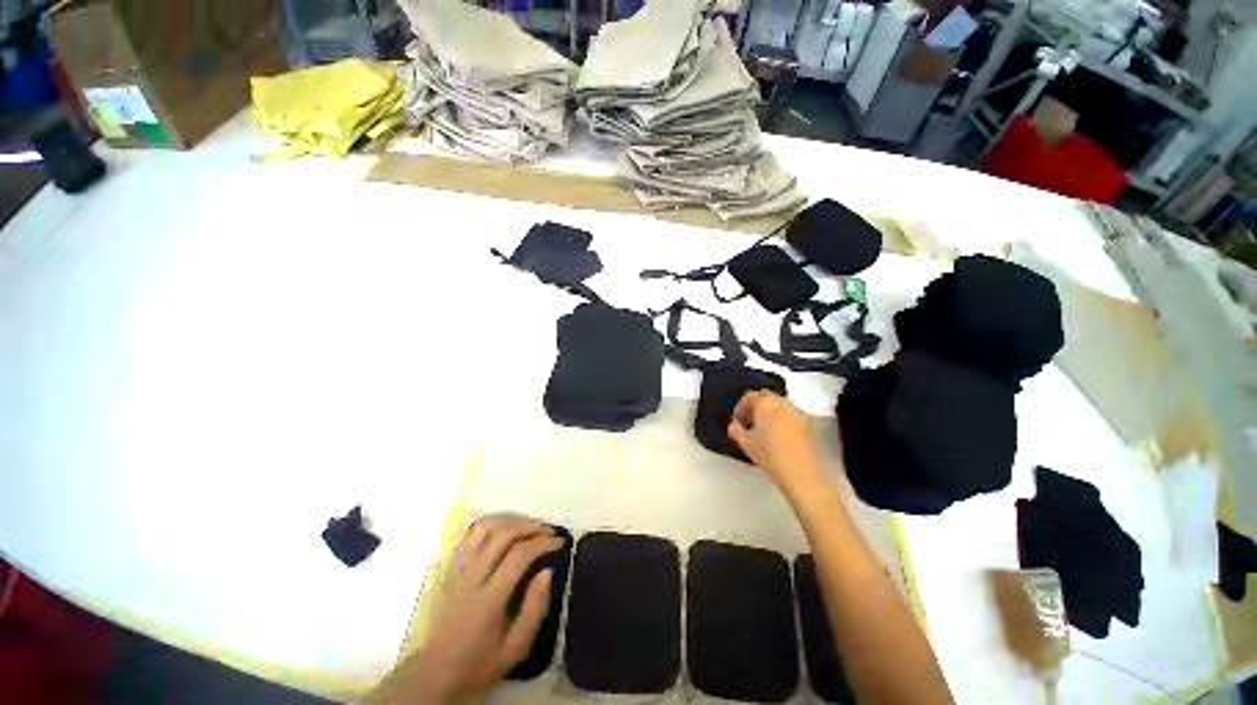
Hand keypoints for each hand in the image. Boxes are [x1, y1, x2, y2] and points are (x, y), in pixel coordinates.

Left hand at [374, 514, 561, 704]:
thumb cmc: (480, 663)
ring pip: (484, 526)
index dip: (543, 543)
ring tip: (529, 526)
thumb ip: (534, 609)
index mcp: (487, 601)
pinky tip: (505, 529)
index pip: (519, 555)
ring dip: (511, 519)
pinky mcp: (448, 567)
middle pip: (502, 533)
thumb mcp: (516, 648)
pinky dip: (492, 523)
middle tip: (548, 531)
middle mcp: (469, 579)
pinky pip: (469, 533)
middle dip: (531, 526)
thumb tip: (547, 571)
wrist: (435, 673)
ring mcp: (455, 570)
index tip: (559, 543)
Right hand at [727, 390, 827, 493]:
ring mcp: (798, 412)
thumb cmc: (770, 456)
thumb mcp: (745, 443)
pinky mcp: (808, 424)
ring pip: (779, 404)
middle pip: (766, 397)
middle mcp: (782, 403)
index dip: (740, 407)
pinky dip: (782, 418)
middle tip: (749, 422)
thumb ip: (735, 429)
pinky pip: (790, 414)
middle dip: (756, 406)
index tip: (737, 421)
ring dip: (769, 411)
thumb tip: (734, 425)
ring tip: (764, 429)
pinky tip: (778, 436)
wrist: (803, 475)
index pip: (749, 397)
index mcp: (765, 404)